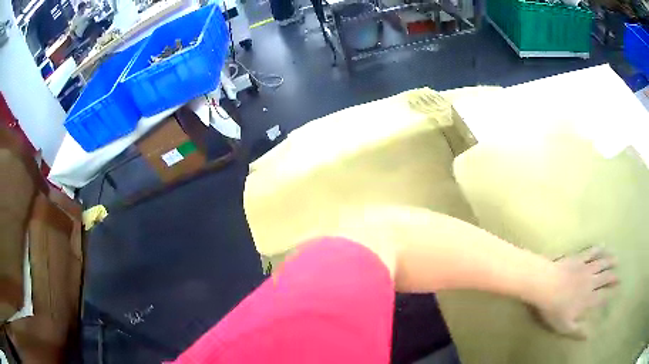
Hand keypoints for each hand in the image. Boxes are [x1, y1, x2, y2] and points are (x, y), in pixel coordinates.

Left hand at [534, 247, 617, 338]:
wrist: (545, 285)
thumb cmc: (554, 309)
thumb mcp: (564, 326)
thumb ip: (577, 331)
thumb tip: (588, 336)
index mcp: (588, 299)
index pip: (602, 296)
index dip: (610, 294)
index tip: (617, 290)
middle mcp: (590, 282)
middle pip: (605, 278)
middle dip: (613, 277)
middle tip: (619, 276)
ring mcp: (585, 268)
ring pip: (601, 263)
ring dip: (610, 261)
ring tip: (616, 259)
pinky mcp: (578, 258)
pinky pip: (591, 252)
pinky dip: (598, 249)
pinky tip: (603, 246)